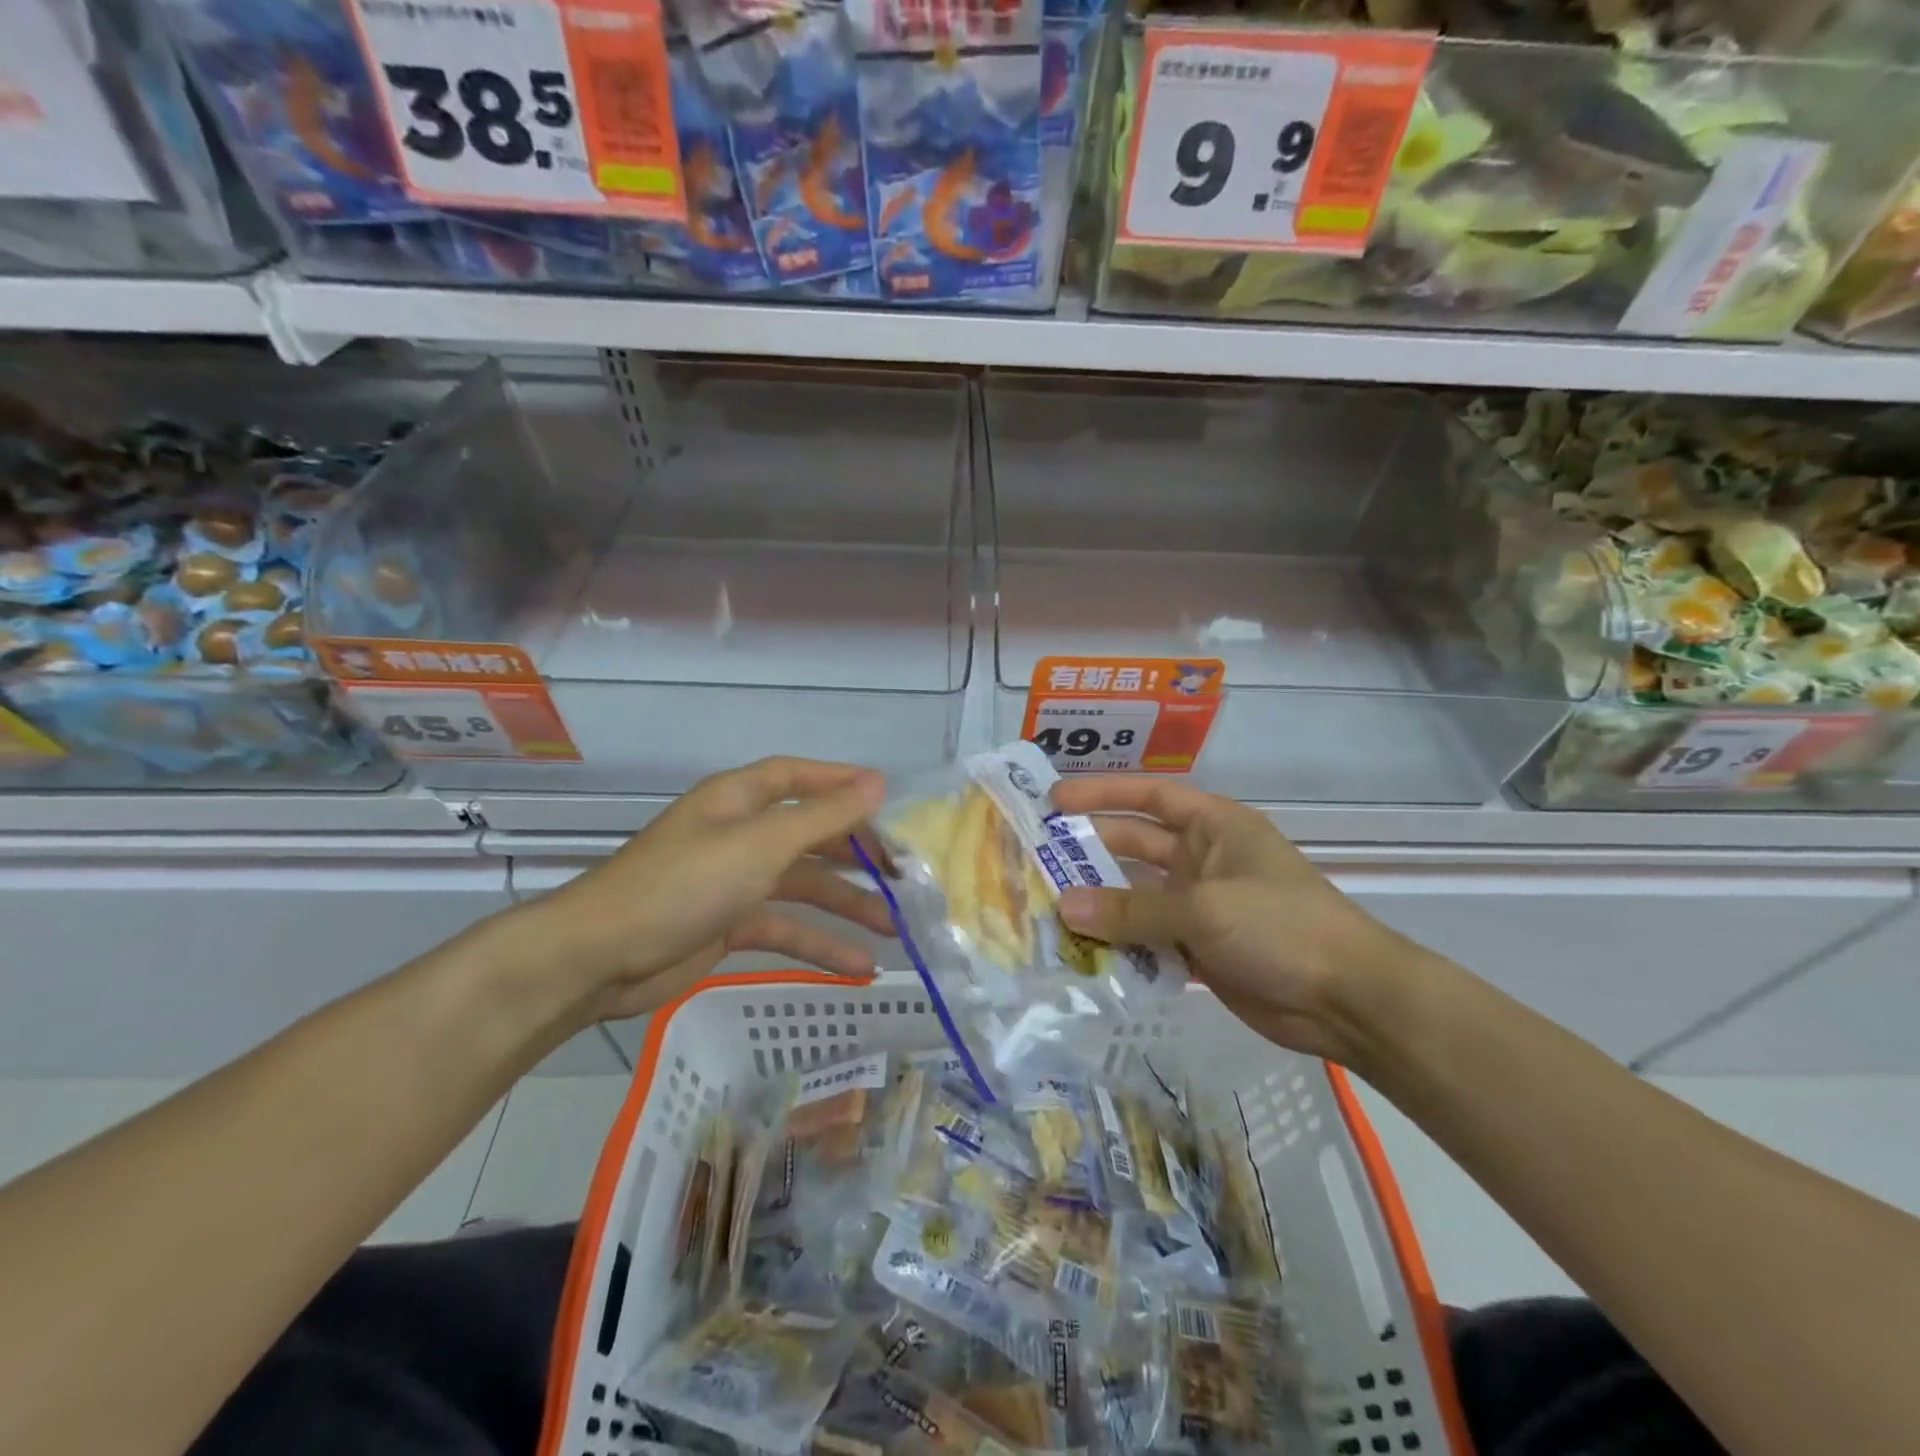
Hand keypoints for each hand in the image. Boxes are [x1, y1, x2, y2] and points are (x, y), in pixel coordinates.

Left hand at [522, 757, 891, 1026]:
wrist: (600, 959)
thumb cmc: (684, 884)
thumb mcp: (762, 844)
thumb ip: (823, 817)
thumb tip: (878, 782)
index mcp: (740, 800)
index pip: (799, 777)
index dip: (842, 783)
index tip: (889, 801)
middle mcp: (740, 833)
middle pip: (810, 835)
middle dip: (856, 854)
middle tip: (902, 876)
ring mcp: (735, 881)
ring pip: (803, 886)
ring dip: (846, 906)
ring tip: (894, 928)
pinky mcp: (730, 925)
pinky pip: (785, 927)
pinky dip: (818, 944)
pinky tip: (857, 968)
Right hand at [1051, 776, 1429, 1062]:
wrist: (1347, 1000)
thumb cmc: (1280, 927)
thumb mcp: (1203, 909)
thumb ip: (1131, 909)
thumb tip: (1064, 907)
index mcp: (1214, 826)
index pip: (1149, 795)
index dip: (1101, 793)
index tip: (1053, 800)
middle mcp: (1203, 858)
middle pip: (1135, 845)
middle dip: (1089, 851)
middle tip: (1034, 858)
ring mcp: (1201, 906)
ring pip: (1136, 897)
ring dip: (1099, 903)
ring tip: (1045, 908)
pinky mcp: (1199, 949)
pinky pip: (1148, 939)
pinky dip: (1119, 944)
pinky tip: (1080, 952)